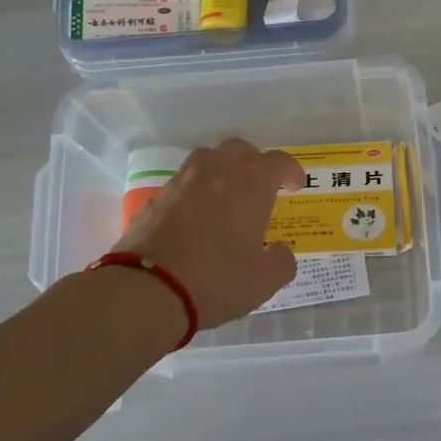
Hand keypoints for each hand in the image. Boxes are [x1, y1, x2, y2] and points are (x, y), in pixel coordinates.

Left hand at [112, 138, 303, 327]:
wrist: (145, 291)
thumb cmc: (216, 280)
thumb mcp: (264, 281)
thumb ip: (281, 262)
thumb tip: (280, 251)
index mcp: (250, 184)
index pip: (277, 162)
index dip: (290, 171)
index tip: (294, 186)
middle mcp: (215, 172)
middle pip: (239, 150)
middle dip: (254, 163)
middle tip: (261, 187)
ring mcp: (180, 183)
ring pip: (206, 161)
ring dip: (221, 172)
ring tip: (227, 198)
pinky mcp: (154, 200)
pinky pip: (182, 186)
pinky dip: (195, 194)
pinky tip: (195, 220)